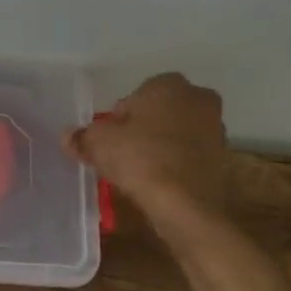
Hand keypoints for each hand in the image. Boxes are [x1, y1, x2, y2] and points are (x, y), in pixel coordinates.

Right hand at [66, 74, 229, 224]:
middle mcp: (198, 99)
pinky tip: (157, 182)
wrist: (185, 205)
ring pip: (176, 133)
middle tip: (122, 152)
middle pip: (159, 112)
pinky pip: (188, 155)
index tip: (109, 138)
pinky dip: (174, 164)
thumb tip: (68, 136)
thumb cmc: (140, 158)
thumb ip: (82, 136)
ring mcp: (215, 129)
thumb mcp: (98, 144)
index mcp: (169, 85)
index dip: (119, 117)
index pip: (136, 95)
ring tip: (138, 171)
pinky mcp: (222, 159)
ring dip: (159, 146)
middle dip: (142, 128)